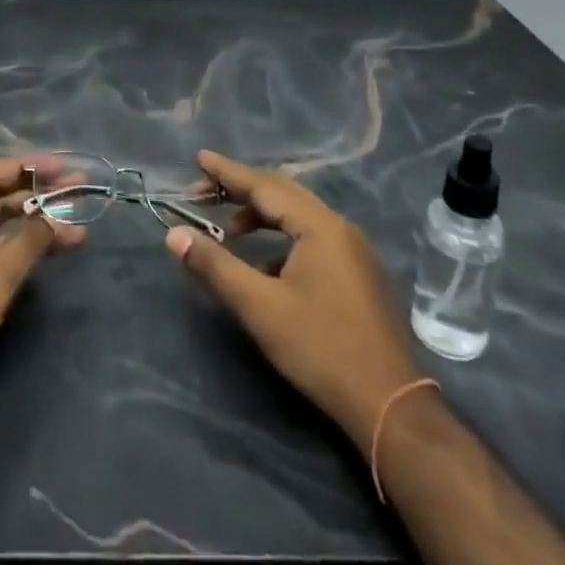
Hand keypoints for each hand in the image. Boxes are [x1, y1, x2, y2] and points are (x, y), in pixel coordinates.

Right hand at [166, 150, 422, 455]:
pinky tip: (263, 265)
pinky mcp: (357, 275)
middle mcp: (340, 228)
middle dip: (242, 189)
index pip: (265, 186)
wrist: (390, 406)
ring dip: (262, 216)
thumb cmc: (321, 348)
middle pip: (283, 194)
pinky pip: (311, 238)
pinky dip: (281, 239)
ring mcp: (353, 252)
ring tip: (229, 229)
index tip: (199, 158)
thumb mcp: (260, 307)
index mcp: (320, 226)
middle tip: (204, 190)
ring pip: (298, 217)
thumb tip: (174, 235)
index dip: (228, 172)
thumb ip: (215, 266)